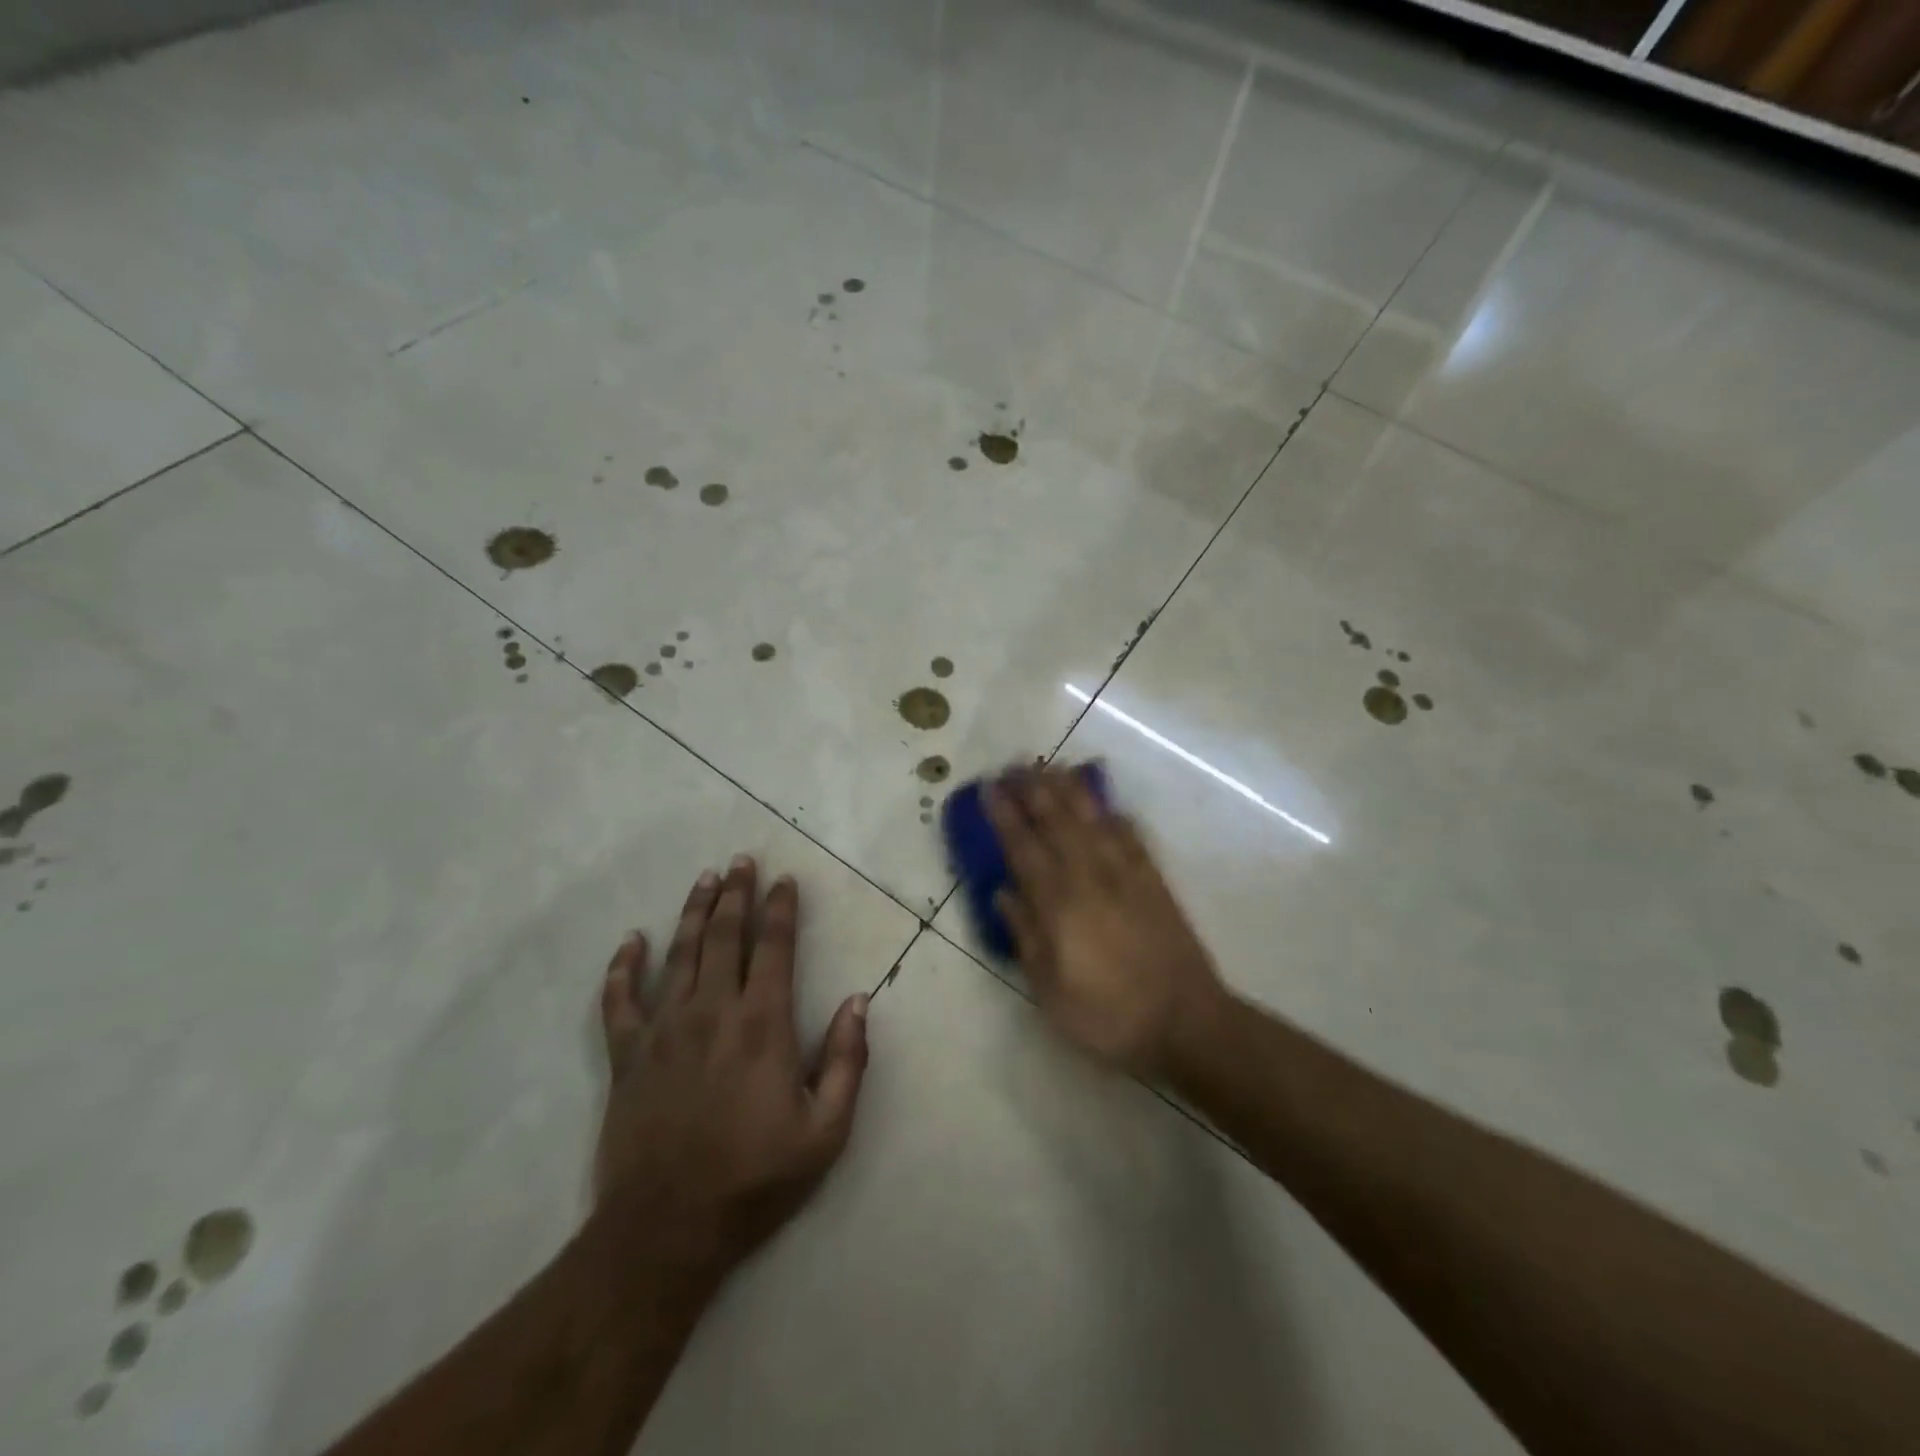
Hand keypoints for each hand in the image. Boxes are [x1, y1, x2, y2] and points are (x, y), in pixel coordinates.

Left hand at [593, 856, 870, 1281]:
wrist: (667, 1228)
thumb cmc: (755, 1178)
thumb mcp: (826, 1130)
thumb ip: (848, 1061)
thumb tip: (858, 1000)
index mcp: (763, 1024)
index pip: (775, 947)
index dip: (781, 909)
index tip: (784, 880)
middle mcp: (713, 1011)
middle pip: (726, 936)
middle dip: (736, 894)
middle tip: (741, 861)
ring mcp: (664, 1029)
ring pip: (679, 953)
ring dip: (694, 912)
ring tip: (705, 879)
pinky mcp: (627, 1055)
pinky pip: (619, 999)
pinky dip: (623, 966)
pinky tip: (631, 941)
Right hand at [989, 765, 1226, 1077]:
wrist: (1186, 1021)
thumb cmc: (1108, 1015)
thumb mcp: (1050, 991)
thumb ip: (1026, 937)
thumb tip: (1003, 893)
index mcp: (1059, 904)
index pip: (1024, 848)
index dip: (1005, 815)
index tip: (990, 788)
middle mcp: (1090, 877)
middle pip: (1058, 822)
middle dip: (1034, 790)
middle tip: (1016, 765)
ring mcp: (1126, 875)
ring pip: (1093, 821)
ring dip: (1071, 791)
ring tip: (1054, 767)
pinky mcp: (1154, 882)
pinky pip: (1133, 838)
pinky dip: (1117, 817)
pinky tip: (1109, 806)